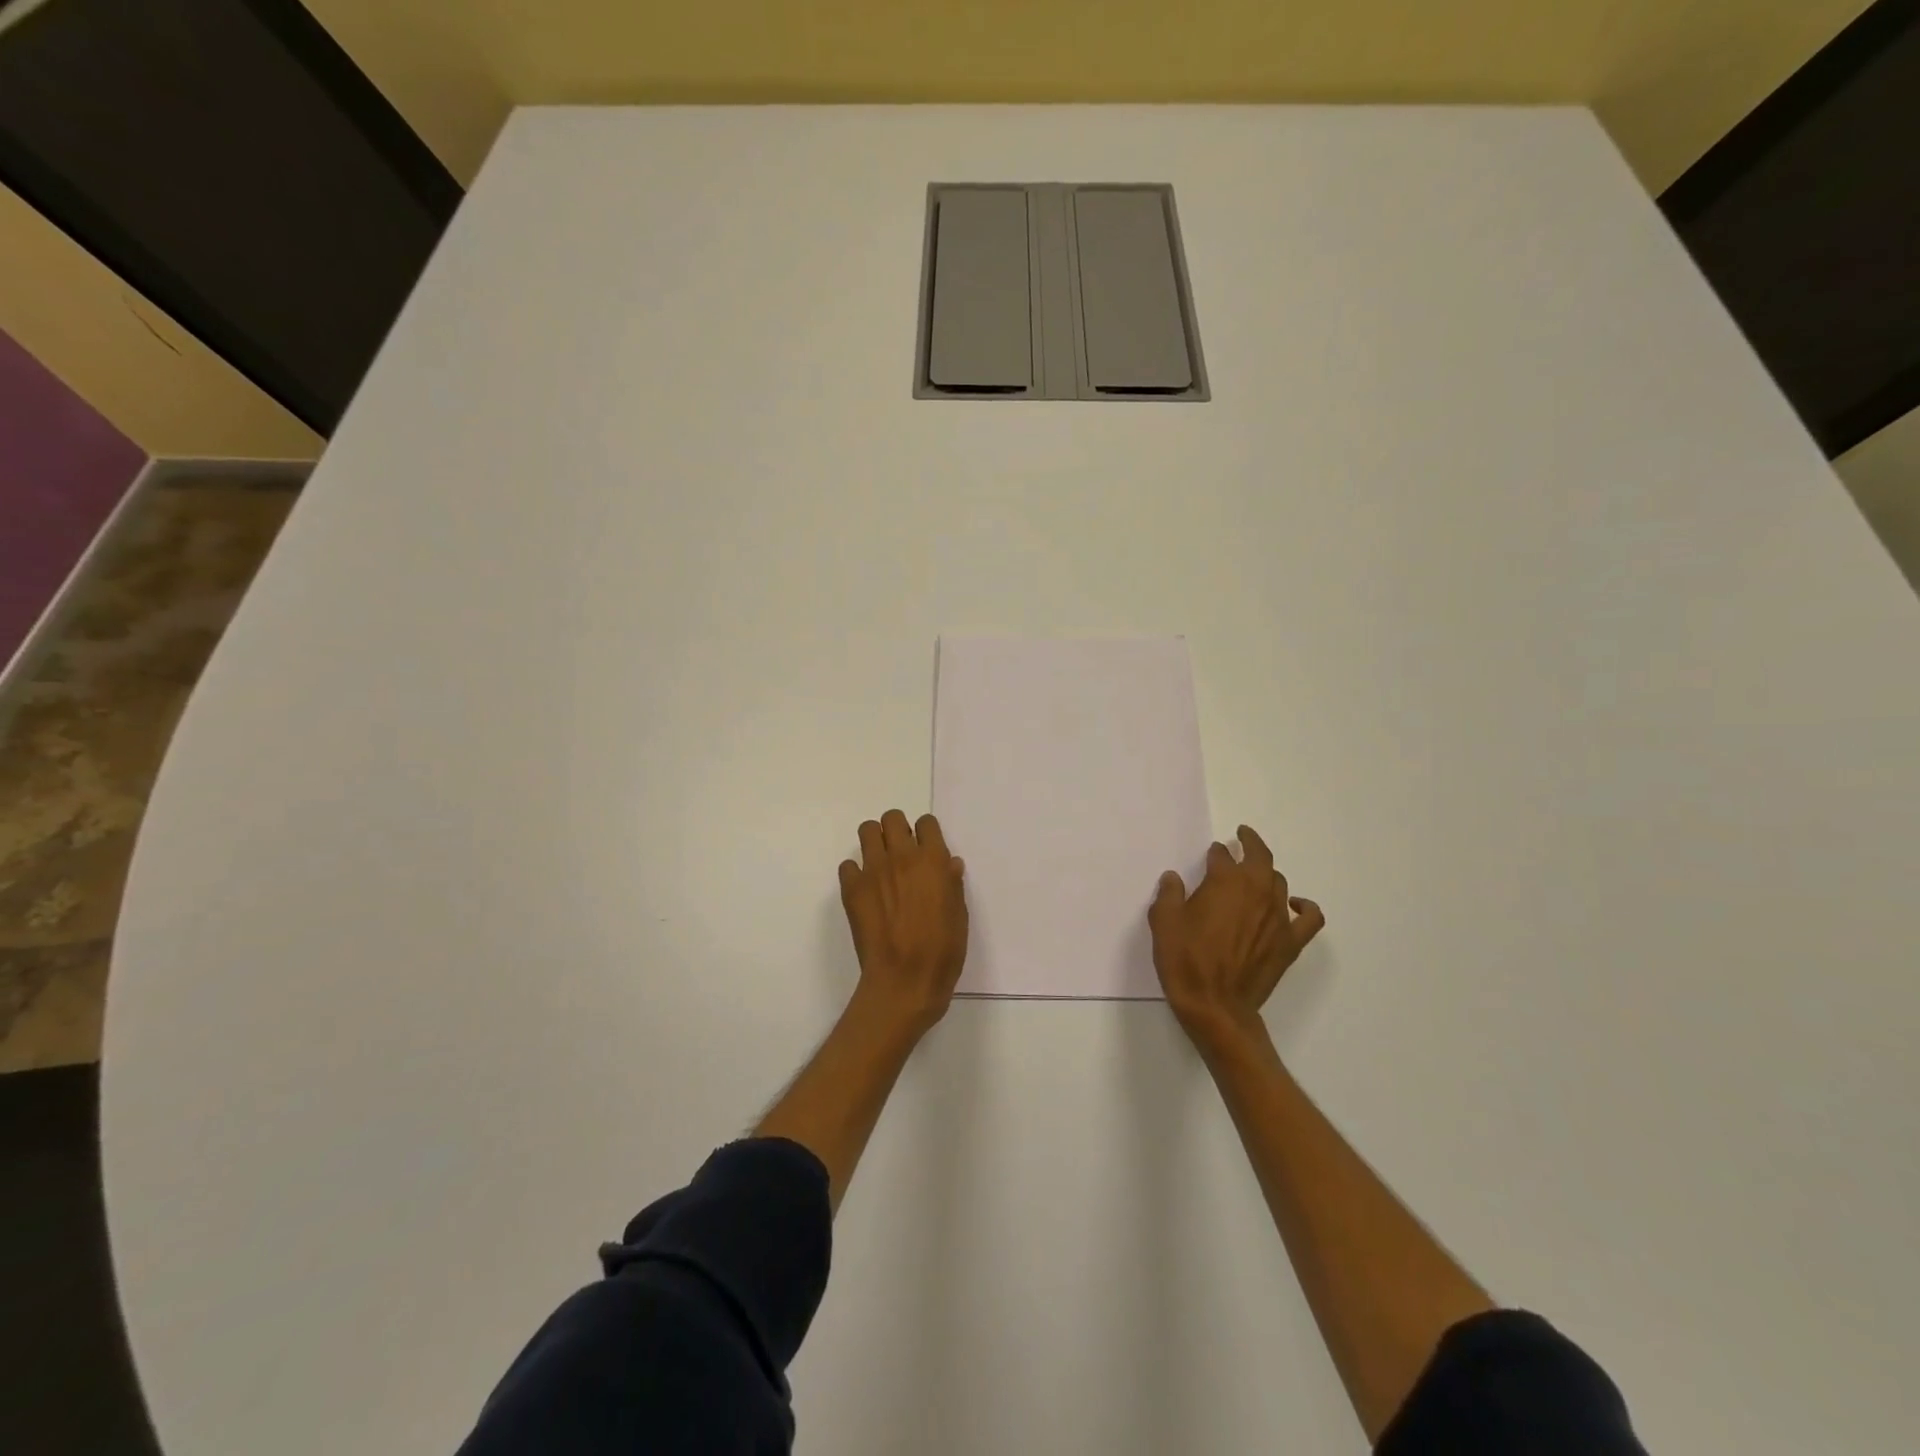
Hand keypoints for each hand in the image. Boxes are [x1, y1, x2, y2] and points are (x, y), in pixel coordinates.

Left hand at [839, 810, 968, 1034]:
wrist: (904, 980)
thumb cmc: (942, 951)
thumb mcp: (959, 915)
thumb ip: (952, 884)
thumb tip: (949, 865)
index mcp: (933, 861)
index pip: (926, 823)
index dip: (926, 834)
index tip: (926, 850)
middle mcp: (902, 857)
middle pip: (893, 818)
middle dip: (897, 829)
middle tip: (901, 853)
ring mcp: (873, 870)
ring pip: (867, 830)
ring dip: (875, 842)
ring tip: (881, 865)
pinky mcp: (852, 888)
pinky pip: (848, 865)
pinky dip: (856, 872)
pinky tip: (865, 891)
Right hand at [1149, 825, 1324, 1052]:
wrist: (1215, 1006)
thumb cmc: (1185, 960)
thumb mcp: (1163, 921)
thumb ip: (1169, 893)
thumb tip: (1174, 878)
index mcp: (1225, 881)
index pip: (1222, 855)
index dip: (1214, 854)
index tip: (1209, 856)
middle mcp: (1256, 890)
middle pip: (1260, 856)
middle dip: (1250, 843)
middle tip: (1242, 837)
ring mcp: (1278, 916)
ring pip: (1279, 881)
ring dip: (1266, 873)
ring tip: (1255, 876)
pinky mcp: (1290, 941)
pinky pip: (1310, 917)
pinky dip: (1305, 906)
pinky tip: (1295, 904)